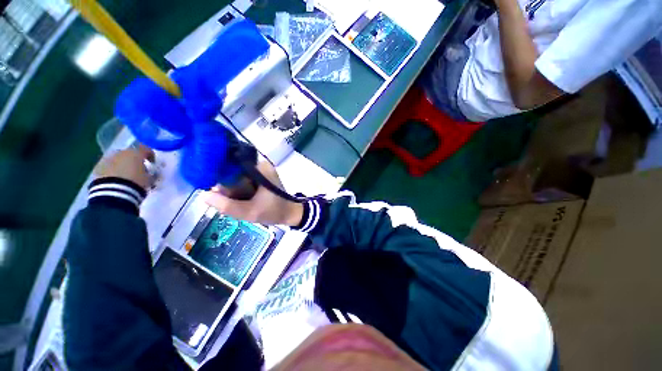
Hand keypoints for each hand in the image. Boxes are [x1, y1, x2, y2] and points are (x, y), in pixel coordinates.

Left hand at [94, 145, 154, 189]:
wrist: (114, 192)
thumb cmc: (137, 183)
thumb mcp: (149, 179)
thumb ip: (151, 173)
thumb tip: (151, 173)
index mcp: (136, 153)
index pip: (146, 149)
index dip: (150, 155)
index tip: (152, 163)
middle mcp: (121, 152)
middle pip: (129, 153)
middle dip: (133, 160)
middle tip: (137, 170)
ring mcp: (107, 159)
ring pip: (117, 159)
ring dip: (122, 165)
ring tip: (125, 176)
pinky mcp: (97, 167)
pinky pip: (107, 166)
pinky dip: (112, 171)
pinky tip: (115, 180)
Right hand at [202, 161, 303, 226]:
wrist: (290, 213)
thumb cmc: (274, 211)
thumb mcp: (250, 212)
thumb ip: (227, 205)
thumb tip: (203, 195)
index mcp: (260, 168)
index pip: (230, 166)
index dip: (221, 179)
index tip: (219, 194)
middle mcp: (260, 165)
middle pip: (232, 172)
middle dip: (228, 189)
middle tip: (231, 202)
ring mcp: (260, 171)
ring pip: (236, 178)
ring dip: (234, 192)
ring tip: (239, 204)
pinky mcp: (260, 177)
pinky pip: (242, 181)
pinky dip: (239, 191)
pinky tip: (242, 201)